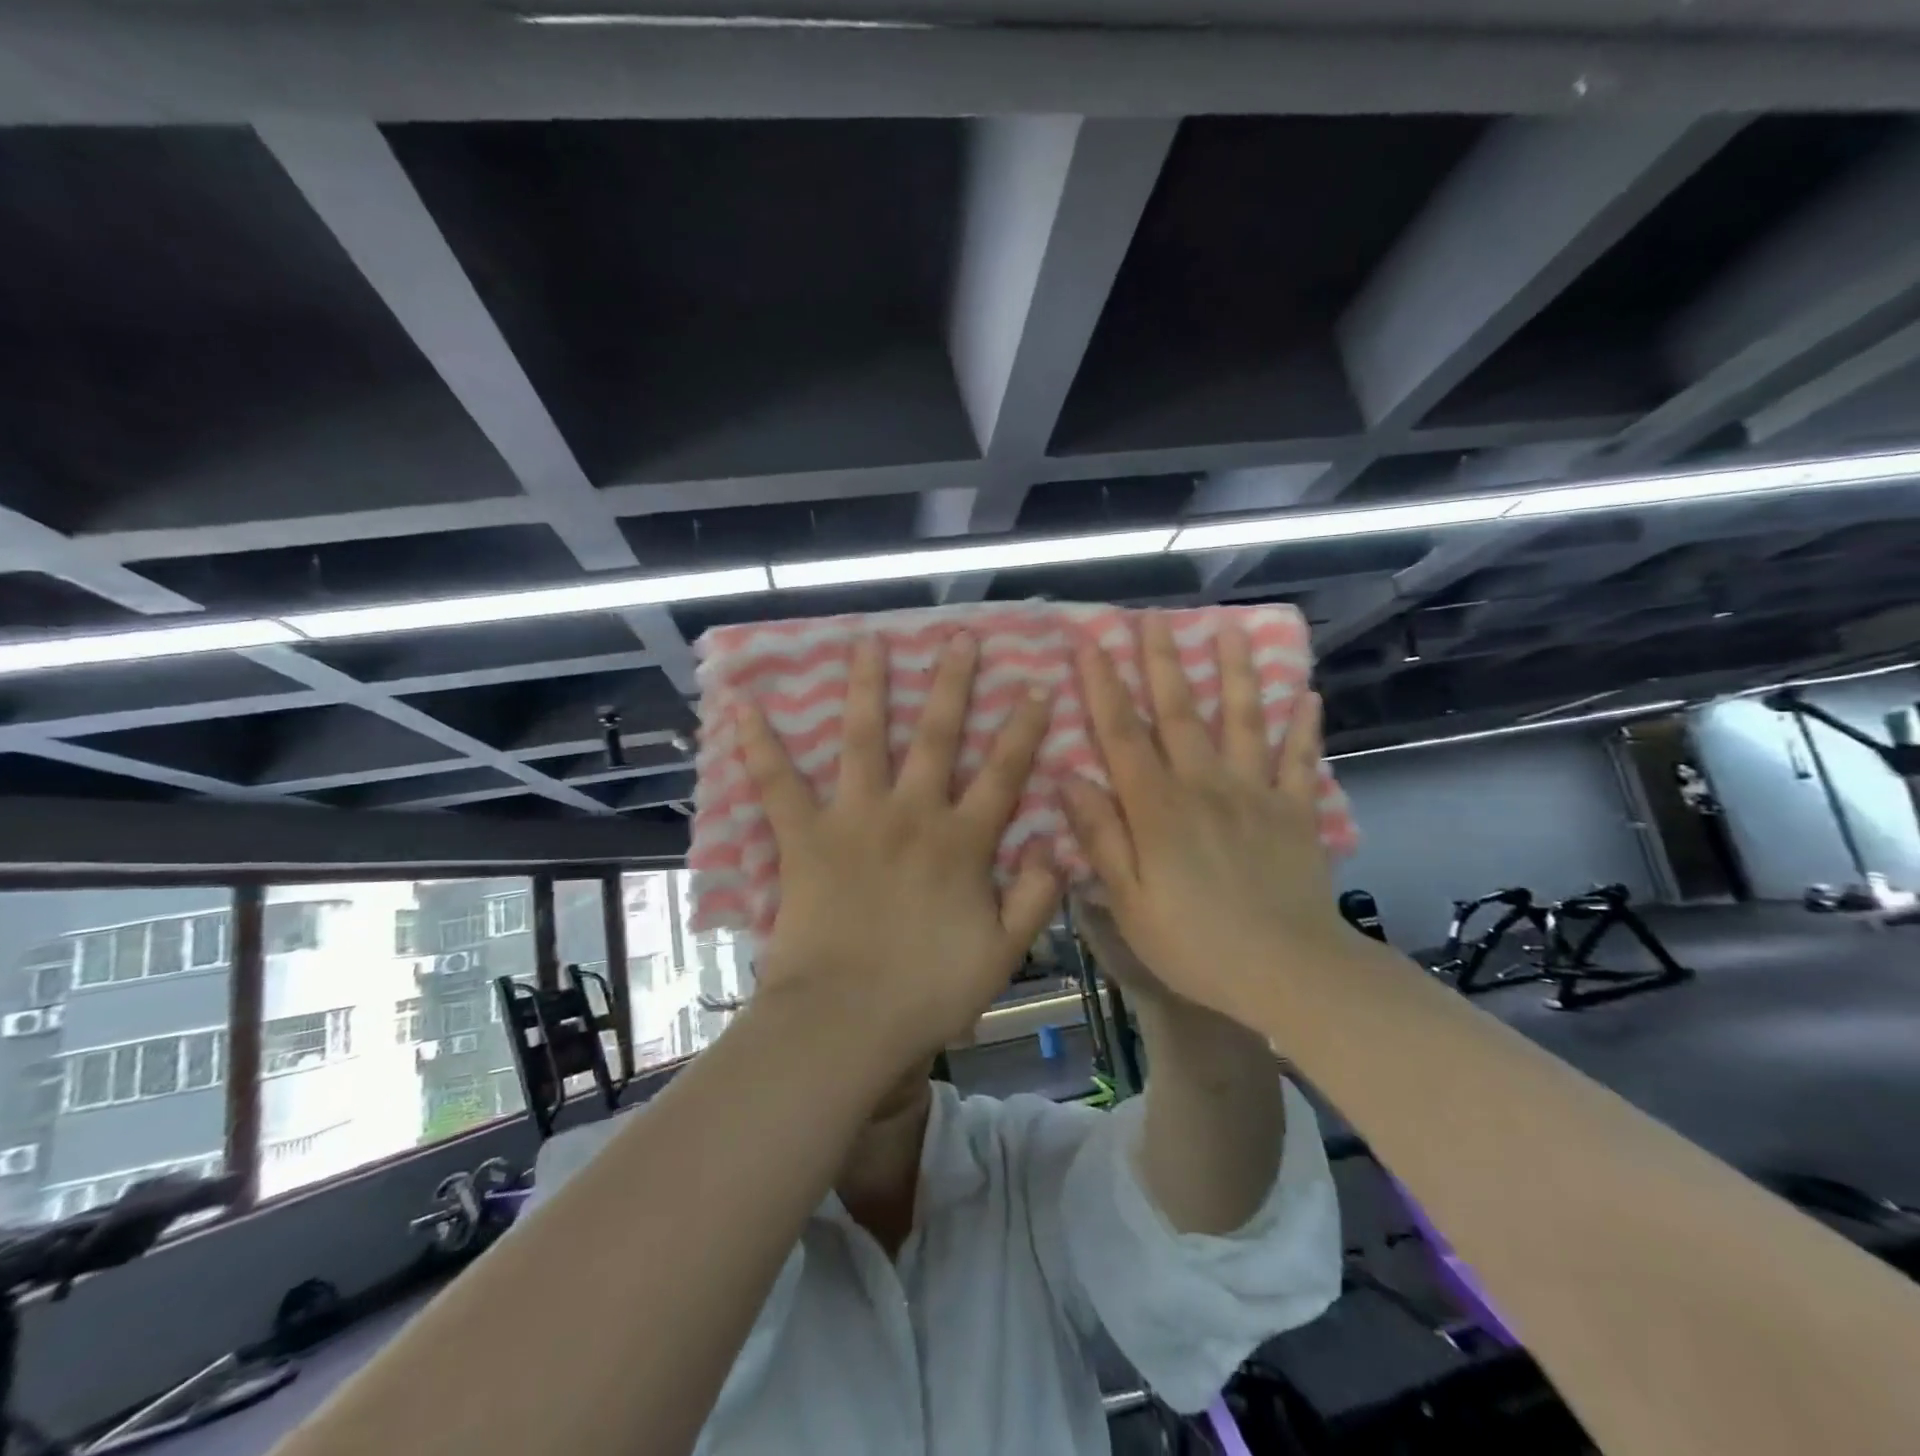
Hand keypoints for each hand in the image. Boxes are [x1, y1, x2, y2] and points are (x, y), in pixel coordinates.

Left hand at [738, 632, 1061, 1062]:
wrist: (846, 1021)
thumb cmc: (927, 993)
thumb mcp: (1002, 954)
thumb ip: (1033, 899)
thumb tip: (1054, 848)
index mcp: (961, 842)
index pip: (1002, 773)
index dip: (1023, 730)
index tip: (1037, 686)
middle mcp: (911, 815)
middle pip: (935, 736)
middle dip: (951, 684)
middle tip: (959, 638)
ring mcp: (855, 819)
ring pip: (863, 739)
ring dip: (867, 687)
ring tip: (868, 642)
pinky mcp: (805, 837)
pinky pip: (778, 784)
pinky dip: (760, 745)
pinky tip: (744, 705)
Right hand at [1060, 614, 1357, 1030]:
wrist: (1288, 971)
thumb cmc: (1195, 942)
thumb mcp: (1128, 901)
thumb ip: (1100, 836)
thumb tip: (1068, 778)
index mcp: (1157, 807)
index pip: (1122, 734)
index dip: (1103, 686)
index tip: (1090, 643)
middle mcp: (1205, 784)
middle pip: (1179, 712)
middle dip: (1161, 661)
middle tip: (1151, 617)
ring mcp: (1255, 793)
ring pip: (1243, 720)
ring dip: (1234, 672)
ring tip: (1230, 630)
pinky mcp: (1295, 811)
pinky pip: (1300, 760)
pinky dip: (1304, 727)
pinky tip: (1308, 695)